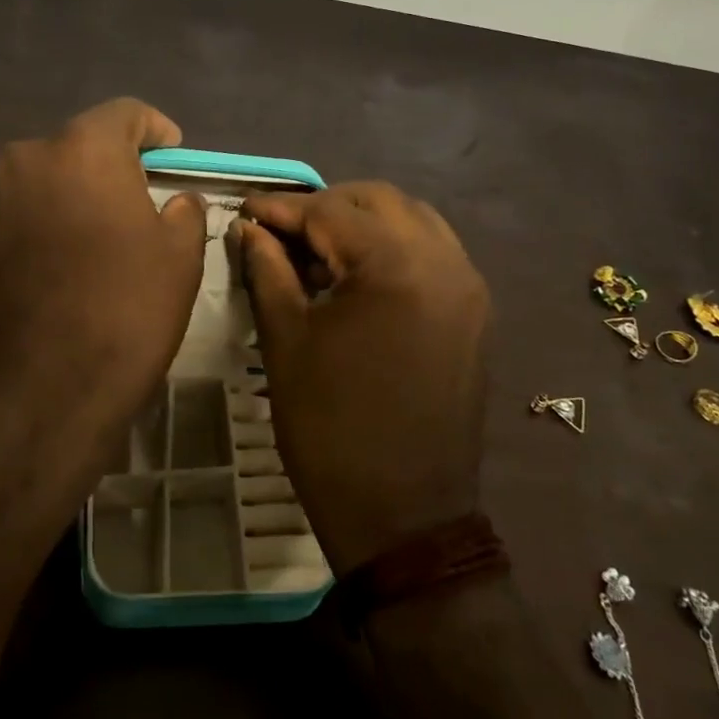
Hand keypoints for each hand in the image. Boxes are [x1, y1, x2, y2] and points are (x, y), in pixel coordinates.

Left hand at [0, 99, 206, 523]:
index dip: (154, 130)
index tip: (170, 156)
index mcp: (80, 151)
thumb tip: (174, 201)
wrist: (30, 400)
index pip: (124, 113)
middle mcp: (22, 163)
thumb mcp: (179, 260)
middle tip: (134, 210)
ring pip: (39, 187)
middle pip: (76, 149)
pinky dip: (36, 236)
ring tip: (90, 251)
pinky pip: (10, 225)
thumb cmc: (121, 316)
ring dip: (68, 204)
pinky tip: (52, 282)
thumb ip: (182, 212)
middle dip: (108, 171)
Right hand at [233, 183, 488, 572]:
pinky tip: (355, 276)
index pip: (330, 211)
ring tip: (315, 252)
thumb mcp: (286, 343)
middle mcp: (445, 261)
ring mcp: (468, 287)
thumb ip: (267, 271)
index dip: (280, 208)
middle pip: (378, 201)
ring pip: (411, 221)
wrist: (404, 517)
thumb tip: (248, 229)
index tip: (244, 211)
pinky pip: (432, 254)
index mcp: (397, 265)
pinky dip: (391, 248)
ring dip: (361, 223)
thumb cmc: (331, 429)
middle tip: (279, 232)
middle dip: (323, 207)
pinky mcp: (474, 313)